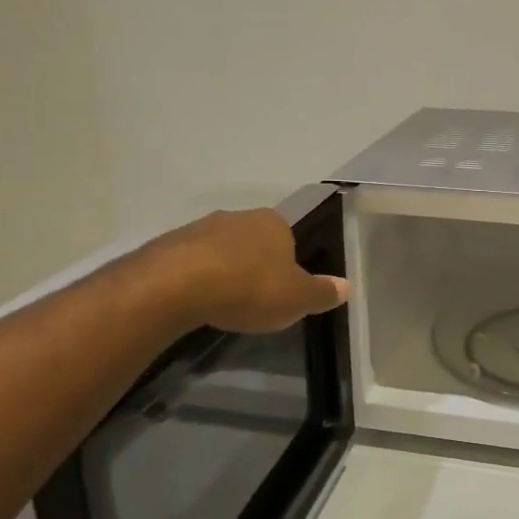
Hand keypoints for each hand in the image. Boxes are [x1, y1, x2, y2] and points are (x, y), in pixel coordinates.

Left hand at [147, 209, 348, 333]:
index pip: (289, 237)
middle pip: (254, 241)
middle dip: (255, 265)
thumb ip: (322, 292)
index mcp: (275, 223)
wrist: (177, 285)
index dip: (288, 263)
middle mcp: (240, 216)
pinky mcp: (170, 243)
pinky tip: (196, 301)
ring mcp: (201, 227)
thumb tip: (347, 286)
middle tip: (255, 298)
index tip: (283, 288)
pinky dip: (197, 278)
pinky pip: (192, 261)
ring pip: (221, 249)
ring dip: (224, 270)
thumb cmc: (249, 287)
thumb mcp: (297, 299)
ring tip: (224, 302)